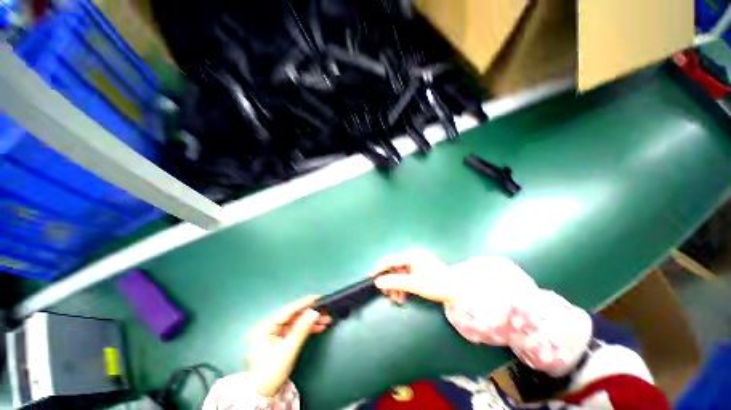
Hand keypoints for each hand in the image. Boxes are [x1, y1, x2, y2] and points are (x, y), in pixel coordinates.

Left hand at [246, 295, 331, 396]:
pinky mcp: (281, 338)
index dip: (304, 303)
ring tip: (326, 319)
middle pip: (294, 316)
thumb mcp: (289, 350)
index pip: (288, 311)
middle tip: (325, 310)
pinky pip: (296, 329)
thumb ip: (302, 329)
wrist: (265, 392)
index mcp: (266, 327)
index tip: (317, 297)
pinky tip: (319, 327)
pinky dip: (307, 328)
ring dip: (311, 321)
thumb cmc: (273, 371)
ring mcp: (275, 332)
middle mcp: (270, 326)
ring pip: (297, 322)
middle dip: (310, 313)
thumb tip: (314, 312)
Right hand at [372, 250, 455, 304]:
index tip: (371, 277)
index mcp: (412, 256)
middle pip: (395, 268)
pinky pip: (407, 276)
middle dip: (390, 282)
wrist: (458, 291)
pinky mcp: (421, 269)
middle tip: (387, 294)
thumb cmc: (436, 285)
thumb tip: (378, 282)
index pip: (391, 260)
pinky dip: (403, 285)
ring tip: (397, 299)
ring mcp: (418, 263)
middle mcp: (413, 257)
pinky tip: (403, 295)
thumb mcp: (414, 284)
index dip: (380, 269)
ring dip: (396, 286)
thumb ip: (394, 282)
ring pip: (400, 273)